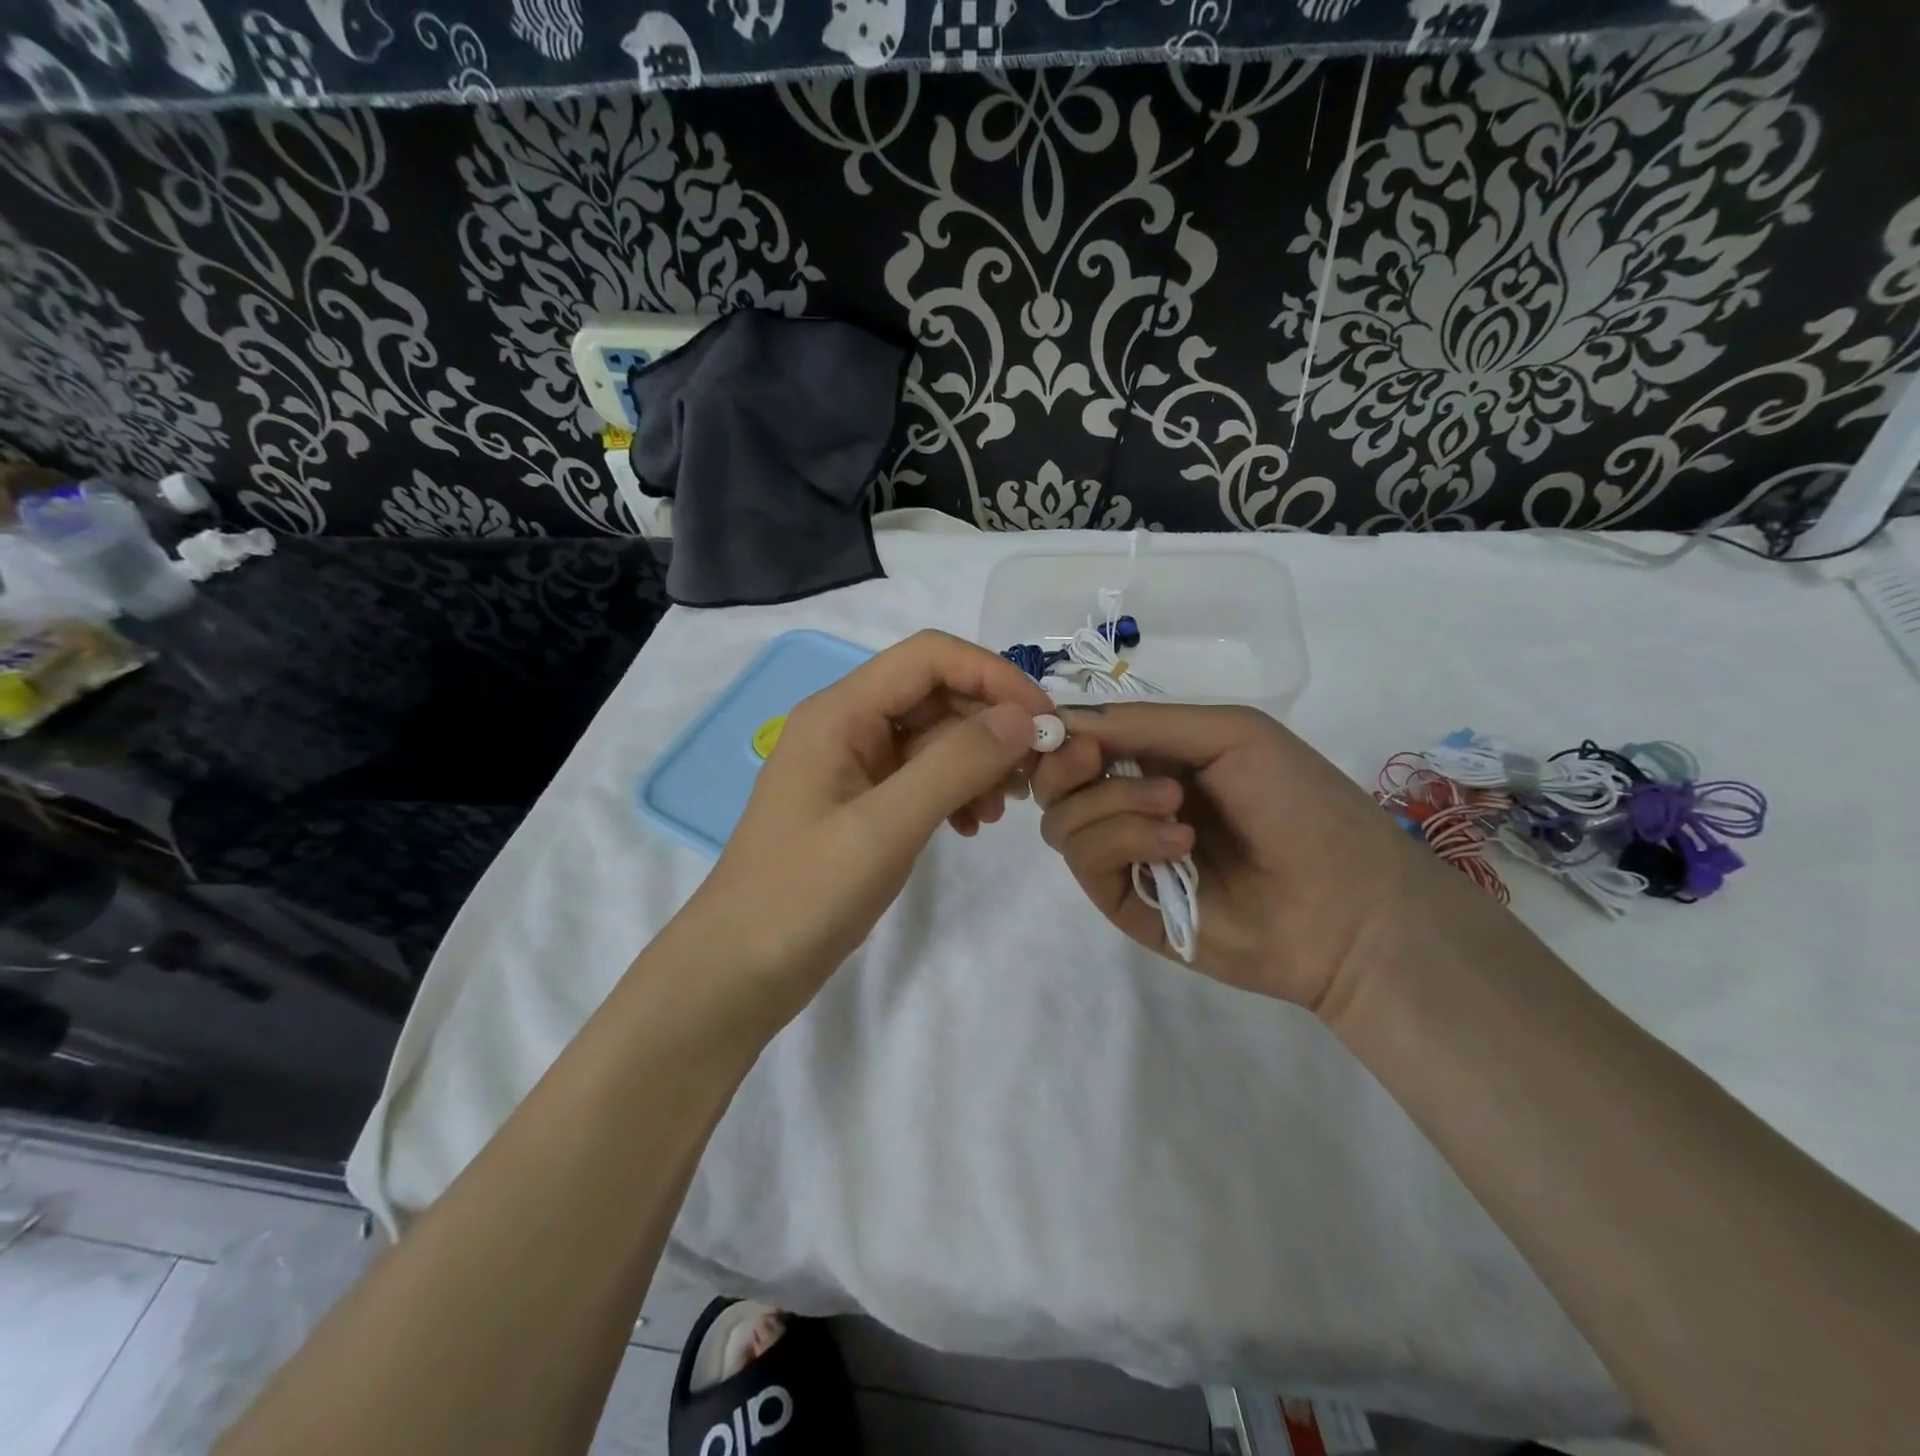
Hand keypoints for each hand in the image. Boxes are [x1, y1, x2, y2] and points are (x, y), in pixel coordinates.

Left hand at [676, 630, 1053, 1015]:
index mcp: (840, 712)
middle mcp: (847, 725)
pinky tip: (970, 826)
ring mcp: (854, 765)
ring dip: (977, 761)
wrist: (740, 971)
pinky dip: (955, 790)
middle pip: (935, 693)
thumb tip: (1022, 719)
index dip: (993, 676)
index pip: (930, 657)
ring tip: (999, 810)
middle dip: (990, 724)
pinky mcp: (862, 802)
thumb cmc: (803, 895)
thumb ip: (953, 765)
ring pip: (934, 736)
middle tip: (1032, 775)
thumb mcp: (883, 828)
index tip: (1043, 722)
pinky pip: (922, 775)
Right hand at [1031, 703, 1460, 1012]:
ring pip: (1062, 821)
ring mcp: (1125, 855)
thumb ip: (1141, 722)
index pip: (1080, 740)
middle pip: (1055, 782)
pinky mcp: (1124, 902)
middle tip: (1097, 760)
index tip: (1064, 728)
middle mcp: (1129, 803)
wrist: (1348, 903)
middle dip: (1067, 764)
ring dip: (1110, 802)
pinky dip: (1122, 840)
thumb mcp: (1229, 733)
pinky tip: (1178, 845)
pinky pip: (1085, 861)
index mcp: (1154, 759)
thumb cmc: (1299, 802)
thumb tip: (1059, 719)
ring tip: (1176, 810)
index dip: (1062, 730)